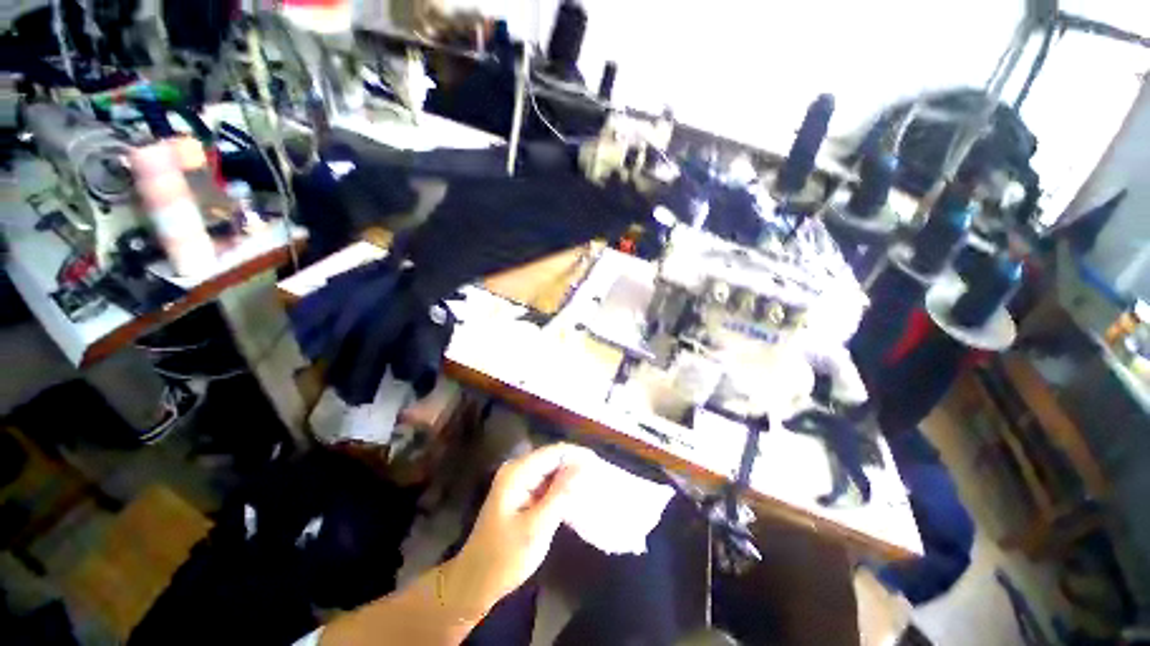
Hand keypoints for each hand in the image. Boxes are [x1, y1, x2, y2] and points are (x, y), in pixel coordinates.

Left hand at [442, 444, 591, 616]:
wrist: (475, 582)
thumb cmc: (505, 557)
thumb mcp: (537, 527)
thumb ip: (561, 493)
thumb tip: (583, 465)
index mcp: (517, 472)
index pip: (553, 452)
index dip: (577, 454)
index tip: (599, 464)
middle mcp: (516, 469)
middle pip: (552, 458)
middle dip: (574, 465)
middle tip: (598, 477)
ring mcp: (517, 481)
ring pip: (550, 470)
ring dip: (568, 477)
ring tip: (591, 485)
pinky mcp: (520, 493)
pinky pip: (544, 482)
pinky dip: (559, 488)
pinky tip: (574, 497)